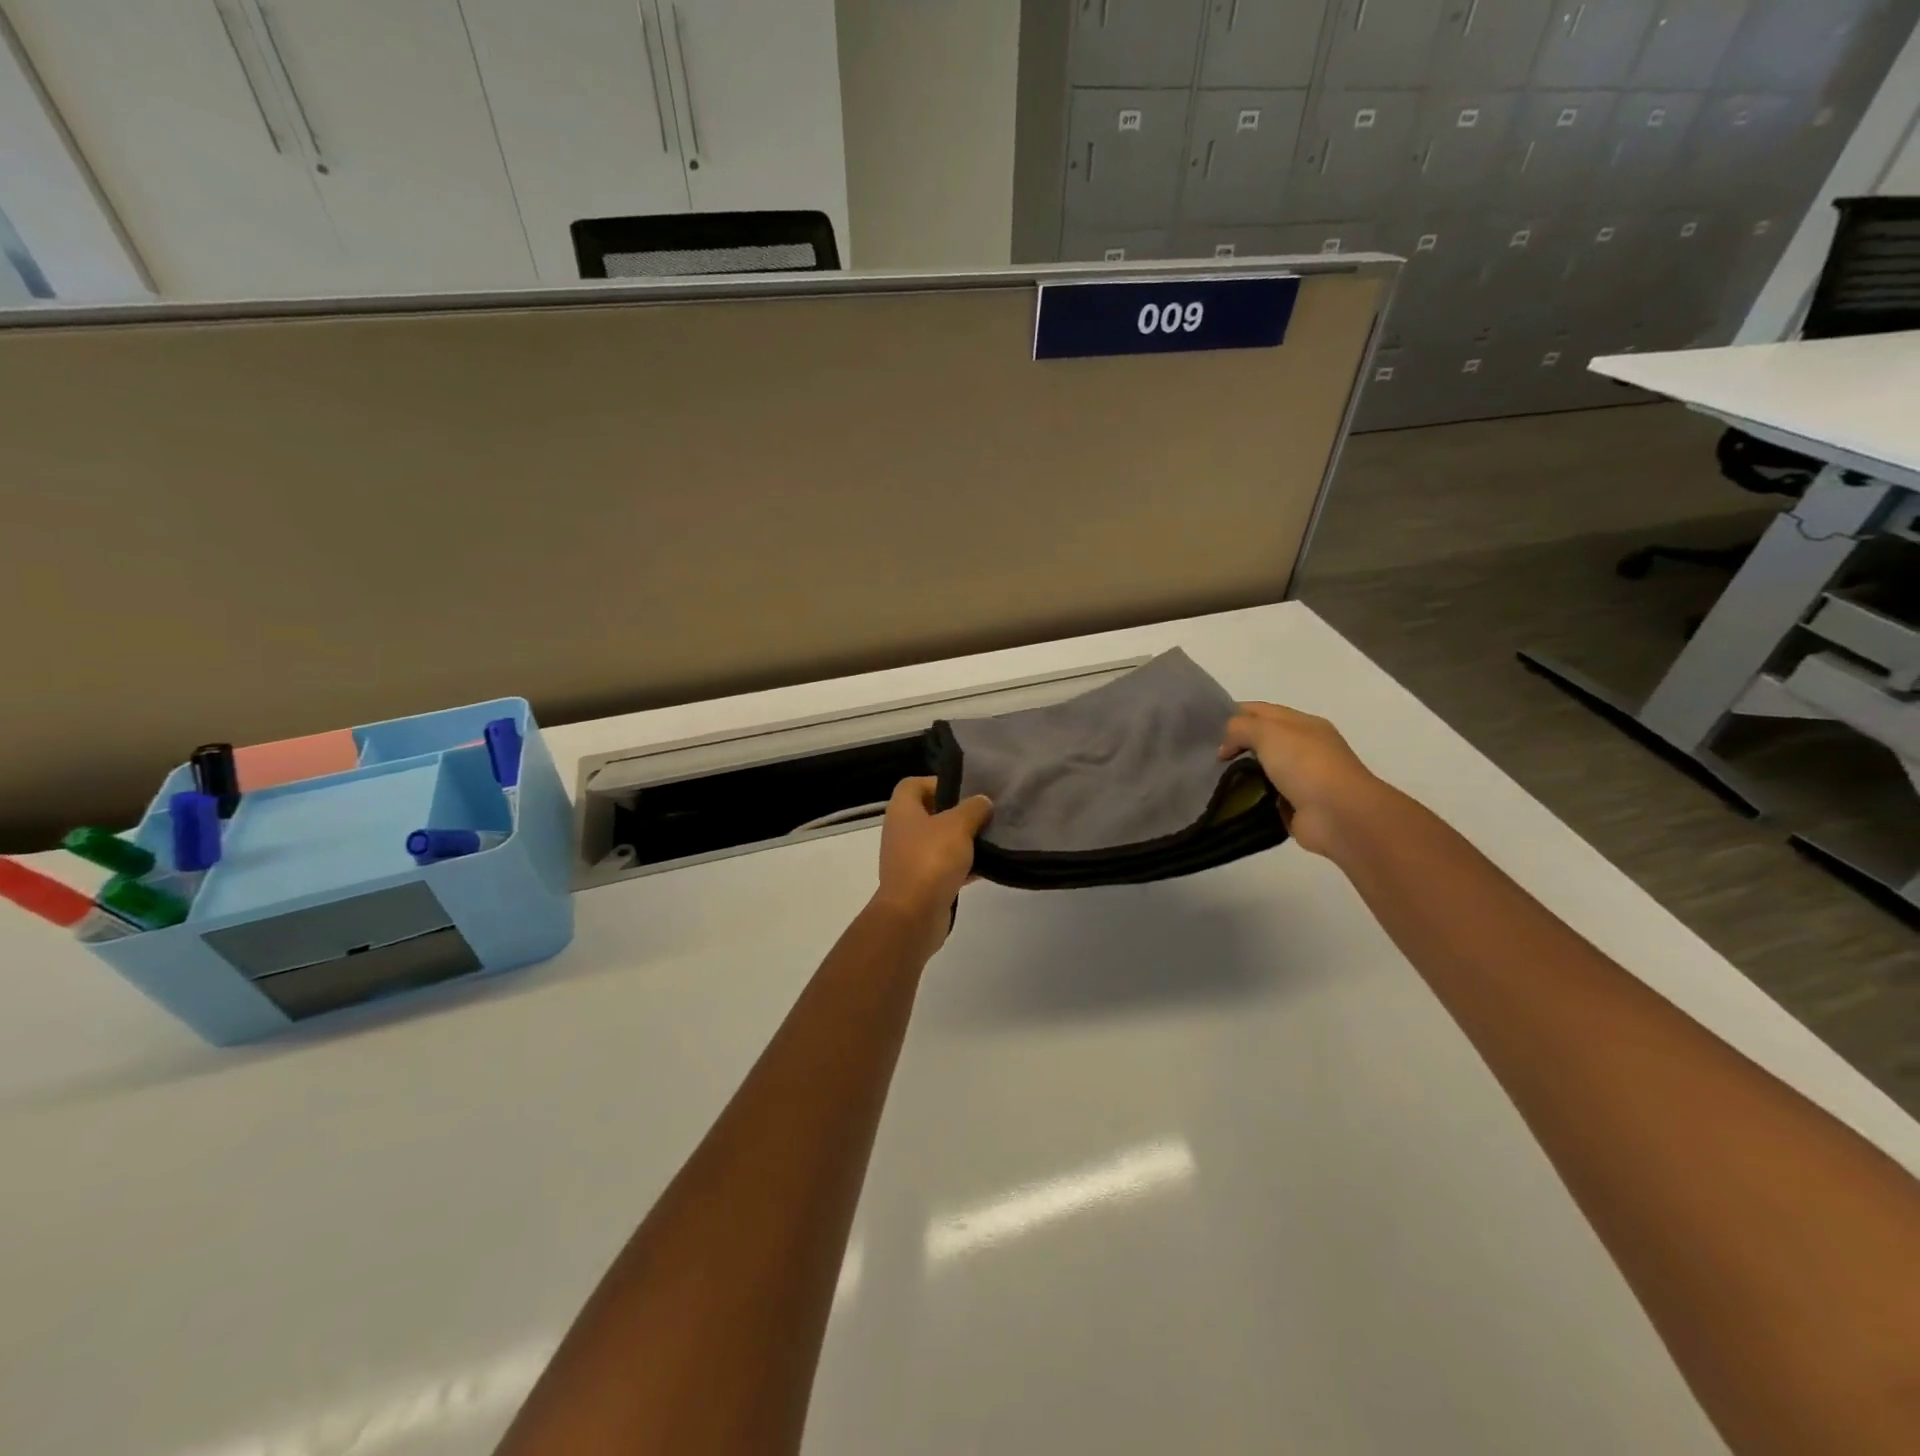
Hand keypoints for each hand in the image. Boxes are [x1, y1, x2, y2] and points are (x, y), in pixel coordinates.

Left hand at [870, 777, 993, 954]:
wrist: (913, 916)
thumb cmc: (931, 860)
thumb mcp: (958, 825)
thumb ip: (973, 808)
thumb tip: (982, 802)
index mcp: (902, 811)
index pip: (913, 784)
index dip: (937, 782)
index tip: (965, 790)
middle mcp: (901, 832)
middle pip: (929, 813)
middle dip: (957, 813)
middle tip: (984, 813)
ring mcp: (909, 859)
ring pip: (939, 842)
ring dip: (962, 841)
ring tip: (991, 838)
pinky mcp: (921, 884)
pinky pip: (944, 867)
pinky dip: (962, 866)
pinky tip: (987, 867)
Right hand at [1219, 702, 1388, 858]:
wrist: (1339, 815)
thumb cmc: (1305, 764)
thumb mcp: (1268, 732)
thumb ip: (1240, 728)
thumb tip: (1226, 746)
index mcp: (1303, 724)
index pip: (1261, 711)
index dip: (1233, 714)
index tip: (1205, 727)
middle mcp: (1305, 747)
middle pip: (1261, 739)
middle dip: (1235, 744)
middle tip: (1204, 754)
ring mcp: (1302, 778)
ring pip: (1262, 769)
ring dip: (1240, 773)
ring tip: (1211, 778)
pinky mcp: (1296, 806)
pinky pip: (1265, 796)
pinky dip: (1249, 797)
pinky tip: (1228, 799)